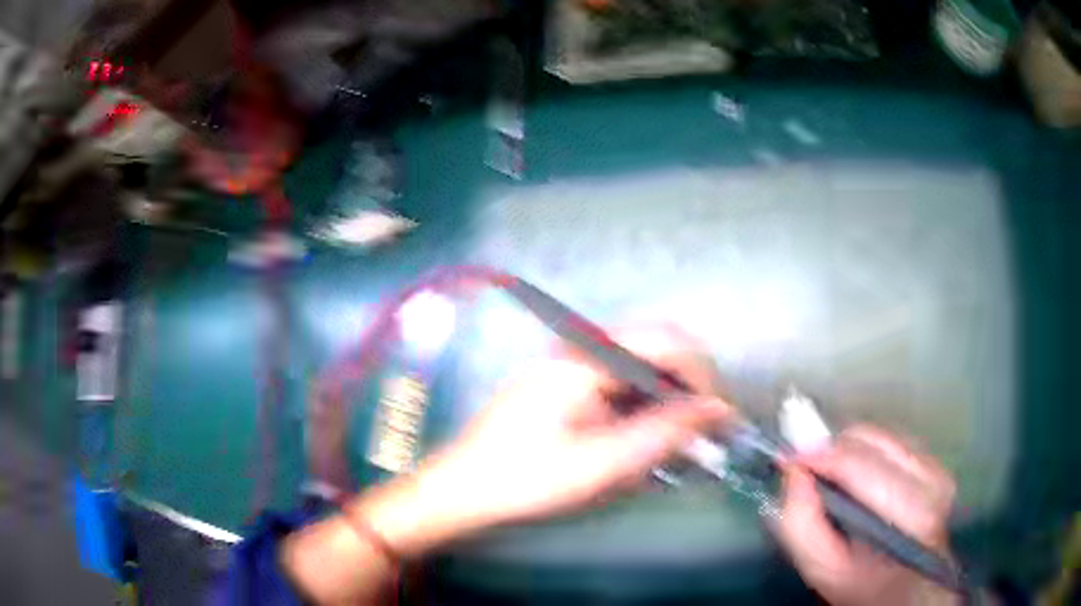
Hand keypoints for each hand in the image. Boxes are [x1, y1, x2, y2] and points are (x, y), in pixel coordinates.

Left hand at [363, 325, 732, 555]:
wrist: (463, 490)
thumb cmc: (528, 480)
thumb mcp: (603, 464)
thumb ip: (664, 432)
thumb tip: (718, 409)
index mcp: (587, 359)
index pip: (667, 341)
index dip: (701, 375)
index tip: (714, 417)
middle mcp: (579, 349)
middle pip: (654, 348)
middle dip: (683, 387)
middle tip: (694, 434)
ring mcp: (568, 364)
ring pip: (637, 367)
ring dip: (660, 401)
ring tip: (664, 445)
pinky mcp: (563, 384)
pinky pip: (615, 383)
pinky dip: (636, 408)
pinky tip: (633, 443)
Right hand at [775, 425, 959, 605]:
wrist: (908, 591)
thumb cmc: (864, 586)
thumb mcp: (825, 571)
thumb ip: (802, 526)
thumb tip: (794, 472)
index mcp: (909, 513)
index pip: (859, 464)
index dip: (820, 455)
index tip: (789, 460)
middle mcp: (930, 479)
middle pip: (871, 440)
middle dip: (834, 451)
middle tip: (809, 473)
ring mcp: (937, 467)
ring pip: (881, 435)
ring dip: (851, 451)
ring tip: (835, 480)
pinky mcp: (937, 463)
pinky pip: (893, 441)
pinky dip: (868, 452)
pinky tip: (861, 479)